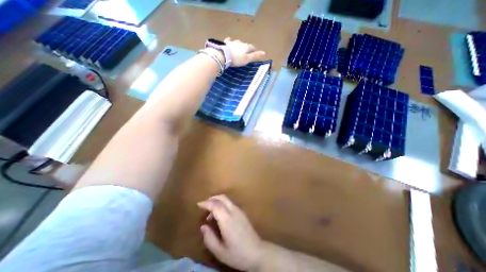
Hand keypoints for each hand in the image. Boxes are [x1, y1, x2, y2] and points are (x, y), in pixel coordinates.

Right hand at [197, 195, 264, 270]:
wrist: (257, 252)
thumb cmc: (237, 254)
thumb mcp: (220, 251)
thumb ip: (209, 238)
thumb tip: (203, 226)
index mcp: (227, 220)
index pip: (216, 205)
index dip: (206, 203)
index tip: (198, 204)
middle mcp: (234, 211)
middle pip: (222, 198)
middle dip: (212, 198)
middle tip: (204, 205)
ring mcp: (239, 211)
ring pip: (227, 199)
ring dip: (217, 202)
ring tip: (211, 214)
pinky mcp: (242, 212)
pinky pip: (230, 204)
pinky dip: (223, 204)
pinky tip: (220, 215)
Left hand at [224, 37, 264, 66]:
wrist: (224, 55)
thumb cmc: (237, 59)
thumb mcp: (247, 59)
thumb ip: (255, 56)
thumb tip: (264, 52)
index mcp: (246, 47)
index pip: (252, 47)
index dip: (254, 50)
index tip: (255, 53)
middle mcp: (241, 43)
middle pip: (245, 45)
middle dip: (247, 48)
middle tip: (247, 53)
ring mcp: (233, 42)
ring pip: (238, 42)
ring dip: (240, 45)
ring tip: (240, 48)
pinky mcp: (226, 43)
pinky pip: (229, 41)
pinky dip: (230, 41)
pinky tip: (229, 40)